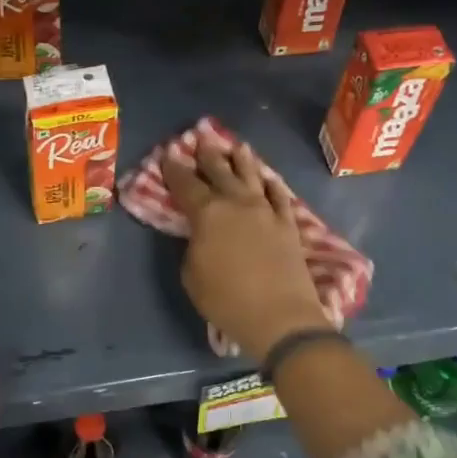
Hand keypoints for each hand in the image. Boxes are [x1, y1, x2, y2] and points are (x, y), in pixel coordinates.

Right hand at [163, 136, 329, 361]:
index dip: (174, 168)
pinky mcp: (288, 224)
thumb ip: (193, 245)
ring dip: (242, 160)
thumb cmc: (226, 299)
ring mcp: (266, 211)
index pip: (186, 183)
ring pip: (252, 176)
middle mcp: (237, 203)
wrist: (279, 316)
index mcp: (207, 213)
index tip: (168, 154)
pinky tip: (269, 179)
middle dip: (208, 155)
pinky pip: (279, 197)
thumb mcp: (192, 275)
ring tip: (237, 147)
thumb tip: (201, 234)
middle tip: (202, 140)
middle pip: (220, 171)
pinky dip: (272, 185)